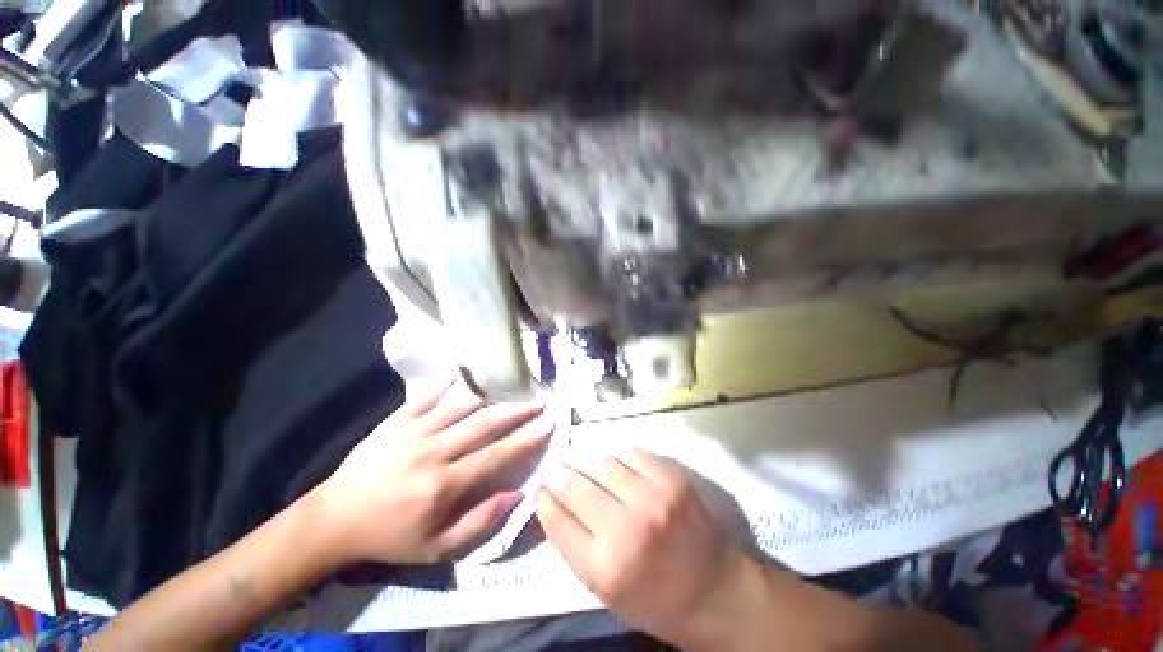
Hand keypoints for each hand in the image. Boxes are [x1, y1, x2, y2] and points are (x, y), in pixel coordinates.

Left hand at [312, 375, 550, 565]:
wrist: (335, 519)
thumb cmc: (390, 536)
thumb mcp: (437, 547)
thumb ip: (480, 521)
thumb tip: (517, 495)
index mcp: (444, 484)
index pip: (496, 455)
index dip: (526, 439)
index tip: (548, 424)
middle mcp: (433, 452)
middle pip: (484, 424)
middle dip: (516, 411)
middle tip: (539, 402)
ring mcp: (413, 431)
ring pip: (461, 406)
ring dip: (491, 396)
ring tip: (512, 387)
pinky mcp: (396, 421)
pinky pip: (427, 396)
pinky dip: (447, 382)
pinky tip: (464, 371)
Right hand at [536, 448, 752, 646]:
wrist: (714, 589)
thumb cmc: (653, 597)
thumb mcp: (604, 588)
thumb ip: (573, 543)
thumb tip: (549, 500)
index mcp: (605, 568)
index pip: (557, 519)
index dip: (543, 498)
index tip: (539, 487)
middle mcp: (627, 529)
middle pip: (576, 486)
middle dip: (559, 473)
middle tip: (555, 468)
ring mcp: (653, 498)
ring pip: (601, 462)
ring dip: (585, 461)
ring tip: (580, 462)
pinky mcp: (672, 479)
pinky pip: (631, 452)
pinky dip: (614, 454)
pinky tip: (611, 462)